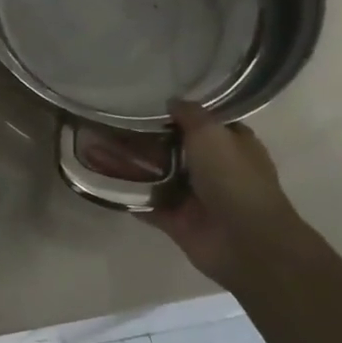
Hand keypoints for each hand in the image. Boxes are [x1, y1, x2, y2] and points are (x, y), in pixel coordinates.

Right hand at [87, 102, 300, 287]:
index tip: (148, 100)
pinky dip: (128, 196)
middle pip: (175, 148)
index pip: (204, 123)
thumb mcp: (212, 133)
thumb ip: (190, 114)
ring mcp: (194, 197)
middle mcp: (214, 169)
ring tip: (96, 147)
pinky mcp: (177, 221)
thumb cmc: (233, 179)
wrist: (245, 242)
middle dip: (147, 138)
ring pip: (158, 176)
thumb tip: (172, 101)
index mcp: (231, 145)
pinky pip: (147, 205)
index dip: (180, 112)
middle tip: (111, 122)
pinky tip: (102, 180)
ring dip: (133, 166)